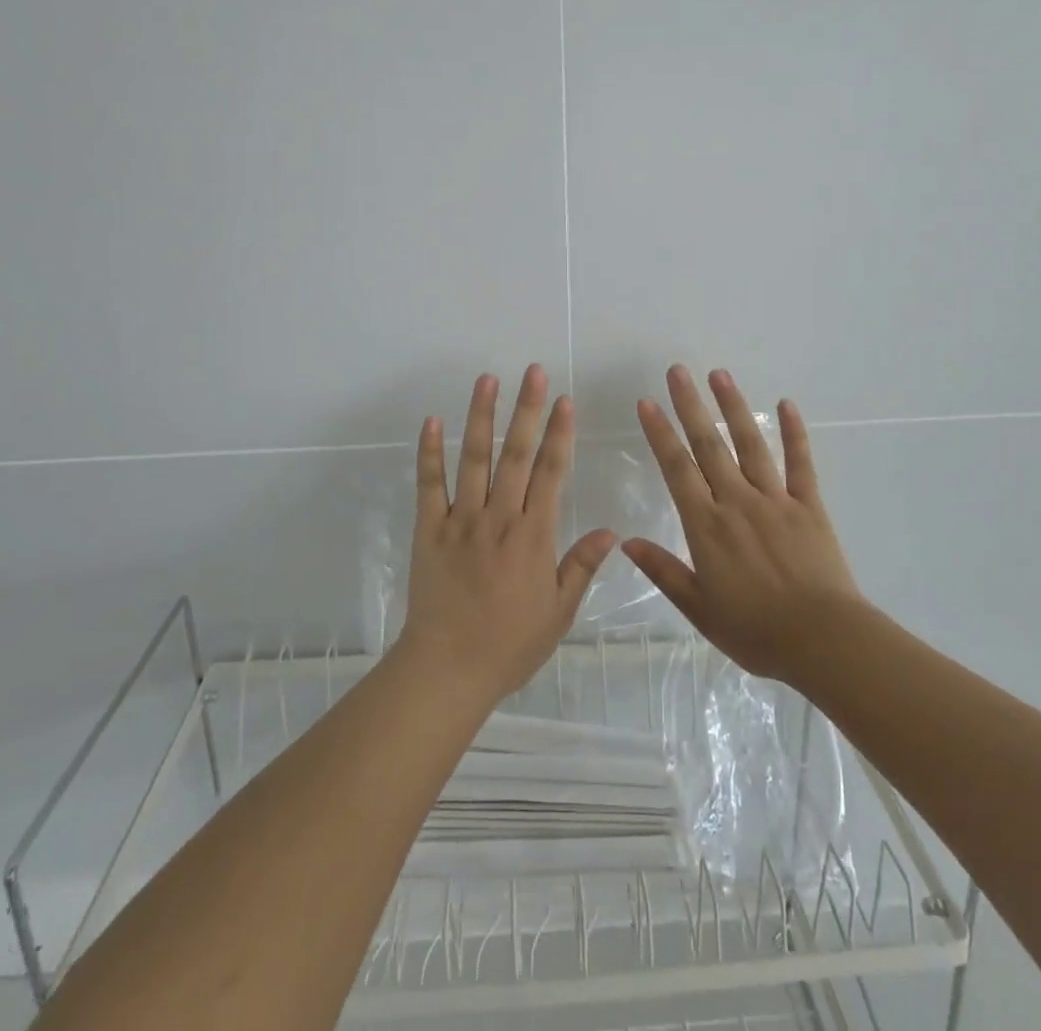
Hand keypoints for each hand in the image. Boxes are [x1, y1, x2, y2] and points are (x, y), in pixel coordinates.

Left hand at [398, 365, 617, 706]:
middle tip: (532, 372)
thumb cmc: (510, 644)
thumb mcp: (559, 612)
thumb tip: (611, 530)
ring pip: (473, 458)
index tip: (565, 400)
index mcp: (534, 535)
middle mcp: (499, 517)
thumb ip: (581, 566)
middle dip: (527, 410)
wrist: (449, 667)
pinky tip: (432, 421)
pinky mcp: (430, 528)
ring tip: (487, 380)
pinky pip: (429, 484)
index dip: (560, 434)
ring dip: (481, 416)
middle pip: (517, 455)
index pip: (552, 473)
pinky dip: (429, 452)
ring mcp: (461, 519)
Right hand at [622, 366, 863, 682]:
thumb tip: (626, 542)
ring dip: (733, 407)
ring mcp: (775, 500)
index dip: (660, 433)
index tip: (647, 402)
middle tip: (677, 370)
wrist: (824, 641)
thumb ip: (664, 572)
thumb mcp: (699, 609)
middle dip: (690, 406)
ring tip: (719, 375)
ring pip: (750, 444)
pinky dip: (794, 432)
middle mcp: (737, 502)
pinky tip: (786, 404)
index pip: (677, 468)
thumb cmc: (756, 631)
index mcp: (706, 525)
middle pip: (709, 445)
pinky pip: (800, 463)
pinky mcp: (808, 506)